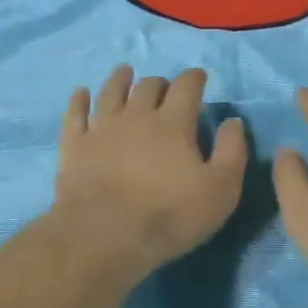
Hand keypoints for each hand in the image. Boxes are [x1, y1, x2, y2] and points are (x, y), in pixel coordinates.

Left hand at [53, 65, 248, 275]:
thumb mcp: (221, 189)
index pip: (187, 87)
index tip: (199, 77)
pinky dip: (79, 100)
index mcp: (173, 123)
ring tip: (124, 72)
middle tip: (165, 87)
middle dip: (160, 82)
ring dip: (120, 80)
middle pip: (148, 86)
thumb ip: (232, 151)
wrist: (105, 235)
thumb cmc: (170, 214)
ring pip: (111, 92)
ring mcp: (101, 128)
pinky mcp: (74, 146)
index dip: (194, 78)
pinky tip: (81, 93)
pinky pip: (75, 114)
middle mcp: (136, 116)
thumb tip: (233, 121)